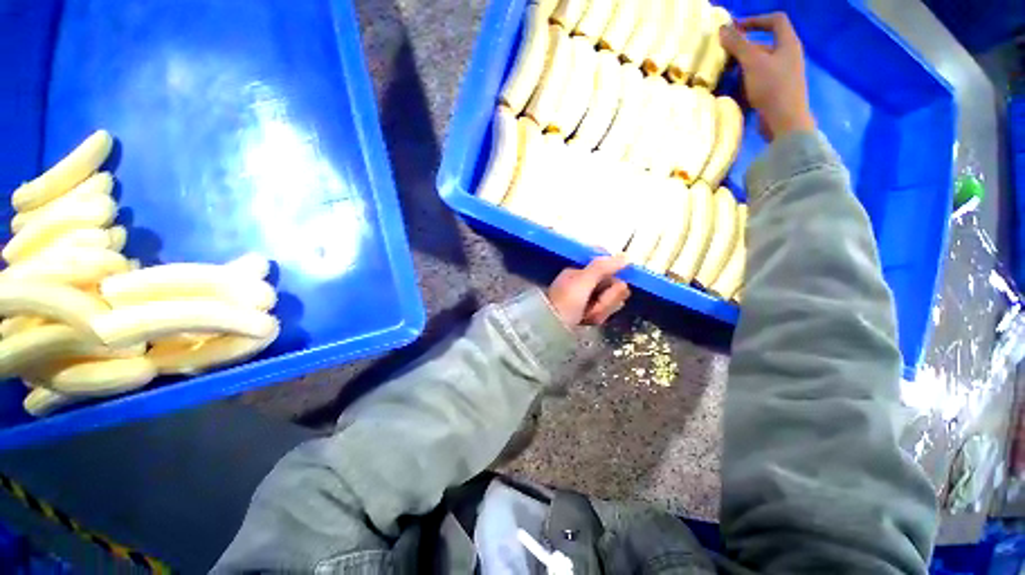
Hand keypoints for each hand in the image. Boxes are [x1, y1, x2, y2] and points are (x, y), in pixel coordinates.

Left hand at [547, 254, 630, 326]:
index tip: (613, 287)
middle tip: (594, 304)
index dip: (615, 280)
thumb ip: (603, 267)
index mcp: (582, 271)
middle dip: (608, 298)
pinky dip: (597, 316)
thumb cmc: (565, 301)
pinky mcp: (588, 311)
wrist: (550, 328)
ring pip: (611, 300)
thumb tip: (626, 256)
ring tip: (587, 314)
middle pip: (613, 286)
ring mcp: (587, 297)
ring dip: (602, 309)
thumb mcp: (583, 281)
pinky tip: (587, 319)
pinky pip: (604, 311)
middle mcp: (585, 282)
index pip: (610, 268)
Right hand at [720, 13, 814, 140]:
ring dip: (743, 67)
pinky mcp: (777, 91)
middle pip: (765, 44)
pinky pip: (760, 80)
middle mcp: (789, 56)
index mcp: (788, 43)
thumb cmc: (772, 87)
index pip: (775, 20)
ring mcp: (784, 75)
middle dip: (744, 48)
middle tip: (725, 55)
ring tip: (726, 74)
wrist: (785, 121)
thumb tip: (722, 29)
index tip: (736, 28)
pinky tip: (735, 89)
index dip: (755, 20)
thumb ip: (738, 45)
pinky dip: (747, 81)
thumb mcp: (752, 62)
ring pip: (761, 64)